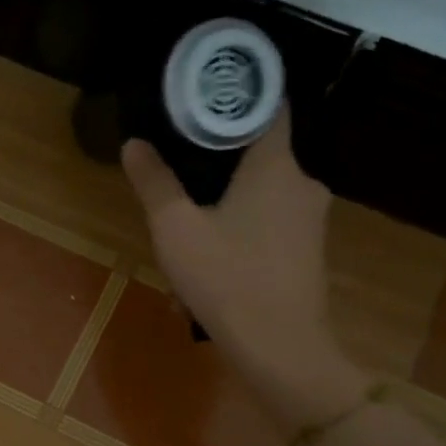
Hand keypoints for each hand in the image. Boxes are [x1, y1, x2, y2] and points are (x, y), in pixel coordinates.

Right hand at [122, 113, 366, 430]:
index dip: (238, 96)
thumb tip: (134, 144)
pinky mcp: (310, 252)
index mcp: (276, 165)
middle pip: (260, 154)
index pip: (268, 106)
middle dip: (220, 162)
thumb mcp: (176, 229)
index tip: (205, 98)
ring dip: (227, 205)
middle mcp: (303, 183)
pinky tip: (213, 262)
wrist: (280, 350)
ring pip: (263, 195)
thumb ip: (155, 182)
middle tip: (180, 172)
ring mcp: (311, 220)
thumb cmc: (227, 279)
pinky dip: (243, 231)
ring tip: (188, 227)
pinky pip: (271, 226)